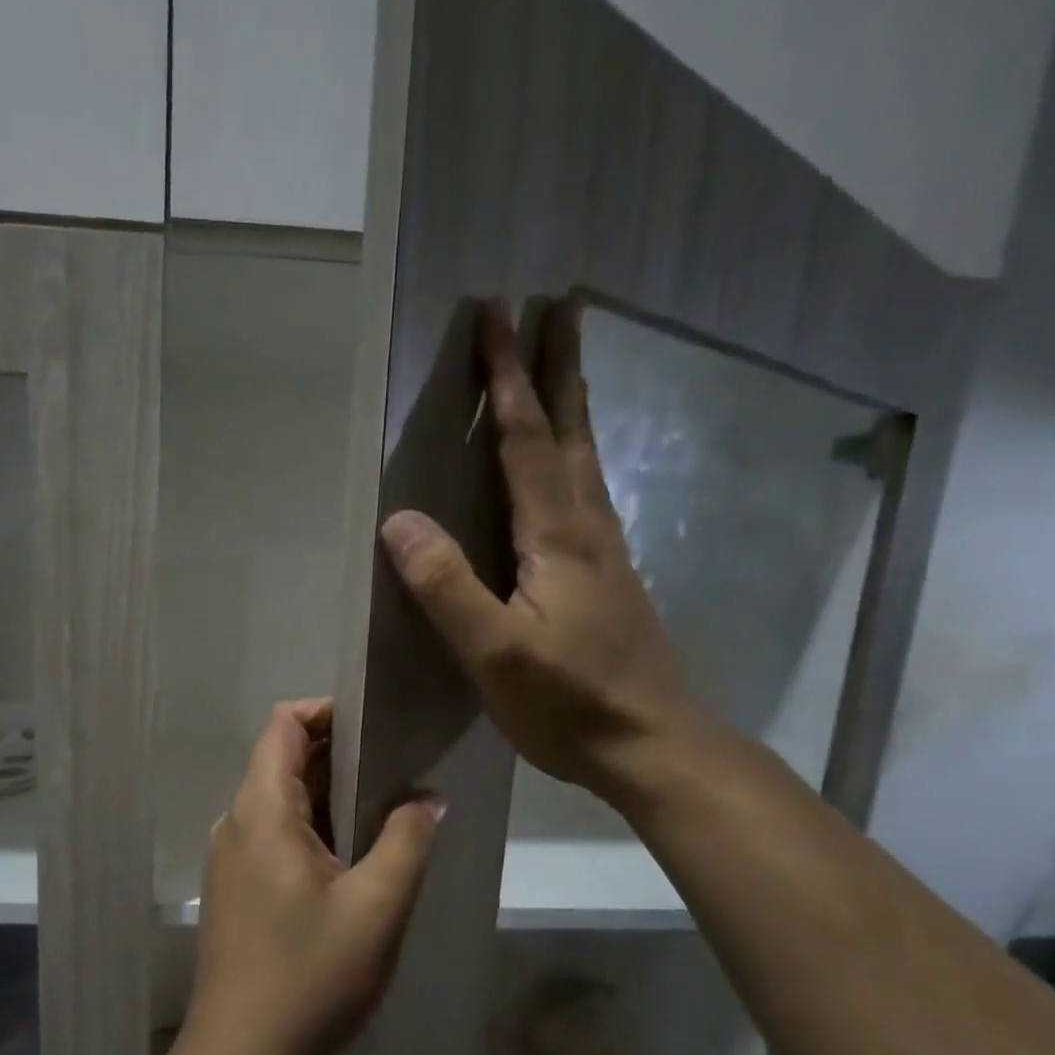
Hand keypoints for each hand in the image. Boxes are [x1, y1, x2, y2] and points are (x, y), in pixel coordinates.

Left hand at [180, 699, 442, 1054]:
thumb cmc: (310, 977)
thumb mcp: (378, 906)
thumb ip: (407, 840)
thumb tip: (427, 798)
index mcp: (261, 810)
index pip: (284, 724)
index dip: (329, 711)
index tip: (379, 725)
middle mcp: (237, 823)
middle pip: (283, 759)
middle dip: (340, 753)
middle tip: (400, 767)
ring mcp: (231, 859)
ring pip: (281, 801)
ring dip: (330, 795)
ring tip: (388, 809)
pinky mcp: (236, 890)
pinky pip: (275, 836)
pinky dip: (314, 828)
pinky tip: (354, 859)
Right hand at [379, 298, 702, 802]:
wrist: (655, 746)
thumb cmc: (570, 703)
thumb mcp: (495, 652)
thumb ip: (447, 586)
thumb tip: (399, 520)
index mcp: (557, 536)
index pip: (525, 439)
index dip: (506, 377)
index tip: (498, 312)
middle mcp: (588, 529)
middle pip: (569, 433)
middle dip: (556, 369)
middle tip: (557, 308)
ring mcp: (606, 555)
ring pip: (585, 462)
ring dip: (570, 409)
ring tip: (561, 372)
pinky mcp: (610, 582)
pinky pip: (588, 497)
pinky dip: (574, 459)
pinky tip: (566, 474)